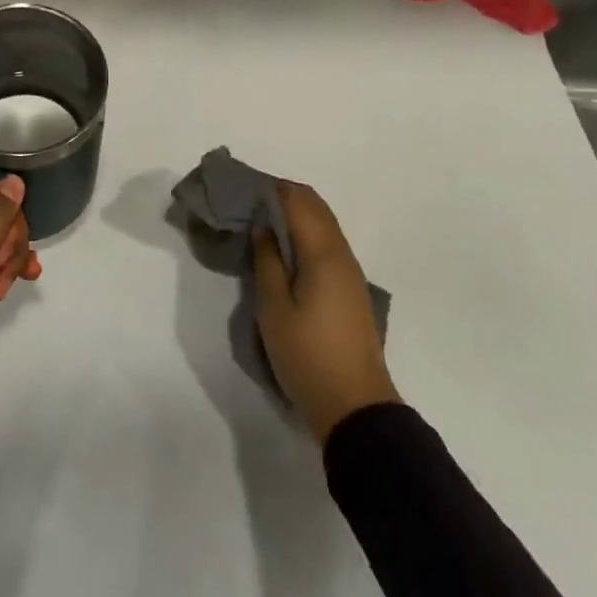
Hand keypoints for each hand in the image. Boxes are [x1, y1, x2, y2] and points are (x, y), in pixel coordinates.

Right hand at [251, 182, 399, 444]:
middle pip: (314, 205)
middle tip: (247, 206)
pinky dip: (305, 233)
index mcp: (323, 252)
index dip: (269, 189)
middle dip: (282, 196)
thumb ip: (266, 260)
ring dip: (294, 214)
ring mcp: (350, 270)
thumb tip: (262, 226)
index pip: (297, 200)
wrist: (355, 407)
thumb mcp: (273, 309)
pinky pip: (327, 242)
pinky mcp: (350, 288)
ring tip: (260, 225)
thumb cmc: (307, 356)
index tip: (241, 192)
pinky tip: (284, 250)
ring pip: (323, 223)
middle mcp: (341, 252)